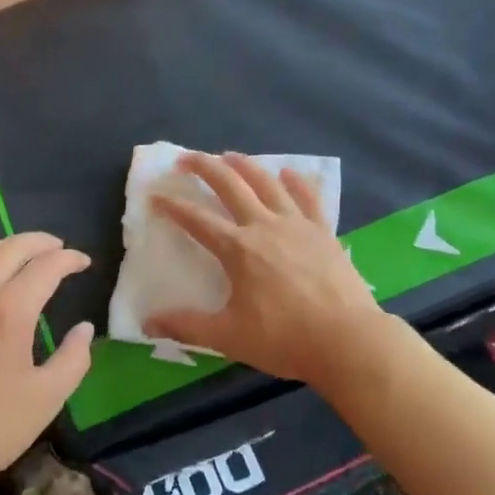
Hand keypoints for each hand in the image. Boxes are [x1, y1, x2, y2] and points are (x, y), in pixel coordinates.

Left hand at [0, 233, 94, 494]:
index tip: (84, 262)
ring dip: (1, 245)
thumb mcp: (46, 399)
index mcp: (10, 312)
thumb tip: (84, 329)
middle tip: (57, 247)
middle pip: (9, 249)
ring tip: (18, 251)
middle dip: (39, 242)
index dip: (69, 259)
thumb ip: (73, 359)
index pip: (45, 267)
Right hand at [147, 153, 384, 390]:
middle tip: (187, 158)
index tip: (155, 196)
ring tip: (229, 155)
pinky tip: (288, 173)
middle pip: (230, 185)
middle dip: (205, 168)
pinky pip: (308, 197)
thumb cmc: (284, 339)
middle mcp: (264, 226)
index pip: (196, 220)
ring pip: (267, 182)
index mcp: (237, 249)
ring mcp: (297, 224)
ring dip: (245, 165)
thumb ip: (186, 326)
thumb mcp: (228, 337)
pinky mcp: (323, 231)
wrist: (346, 339)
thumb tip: (148, 323)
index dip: (172, 207)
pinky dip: (296, 181)